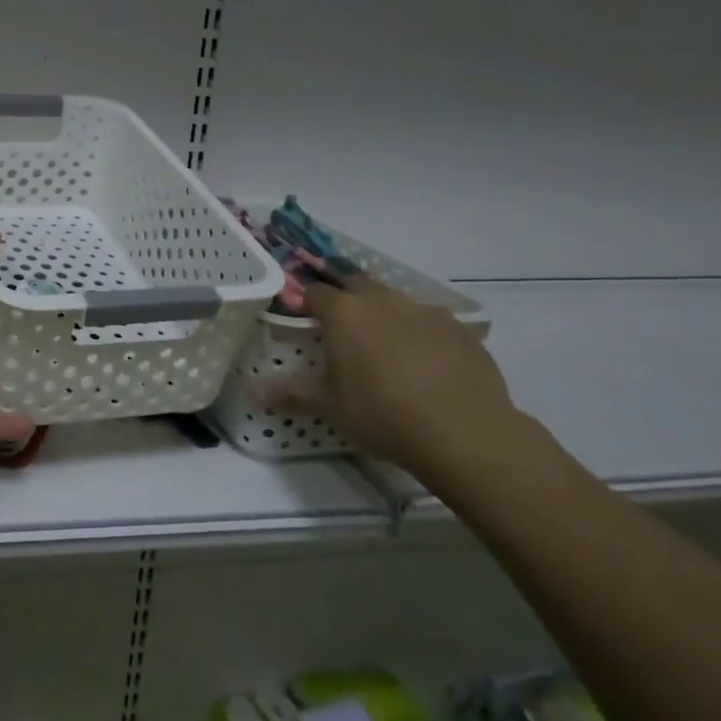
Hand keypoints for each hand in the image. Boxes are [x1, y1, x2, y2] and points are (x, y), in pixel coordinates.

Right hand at [265, 274, 525, 481]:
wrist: (465, 434)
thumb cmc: (382, 414)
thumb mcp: (329, 406)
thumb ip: (291, 392)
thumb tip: (254, 392)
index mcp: (344, 312)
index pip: (314, 292)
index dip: (306, 304)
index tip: (305, 323)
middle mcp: (382, 300)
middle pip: (356, 285)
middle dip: (347, 301)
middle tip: (345, 333)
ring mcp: (426, 312)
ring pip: (397, 302)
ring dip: (387, 317)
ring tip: (388, 352)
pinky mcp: (462, 331)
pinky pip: (433, 324)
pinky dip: (423, 335)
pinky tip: (428, 366)